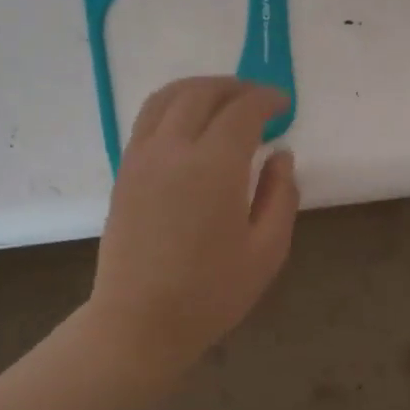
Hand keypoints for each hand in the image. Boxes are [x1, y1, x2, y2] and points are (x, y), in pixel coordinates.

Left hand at [89, 77, 298, 371]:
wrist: (139, 322)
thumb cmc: (211, 292)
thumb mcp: (266, 250)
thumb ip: (280, 196)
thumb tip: (281, 156)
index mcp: (214, 167)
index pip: (242, 111)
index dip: (267, 100)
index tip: (284, 105)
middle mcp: (173, 150)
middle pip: (202, 93)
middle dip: (235, 87)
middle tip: (259, 99)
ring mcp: (142, 158)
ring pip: (167, 97)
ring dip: (200, 88)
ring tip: (223, 99)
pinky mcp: (124, 171)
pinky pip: (147, 118)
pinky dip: (172, 104)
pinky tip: (188, 122)